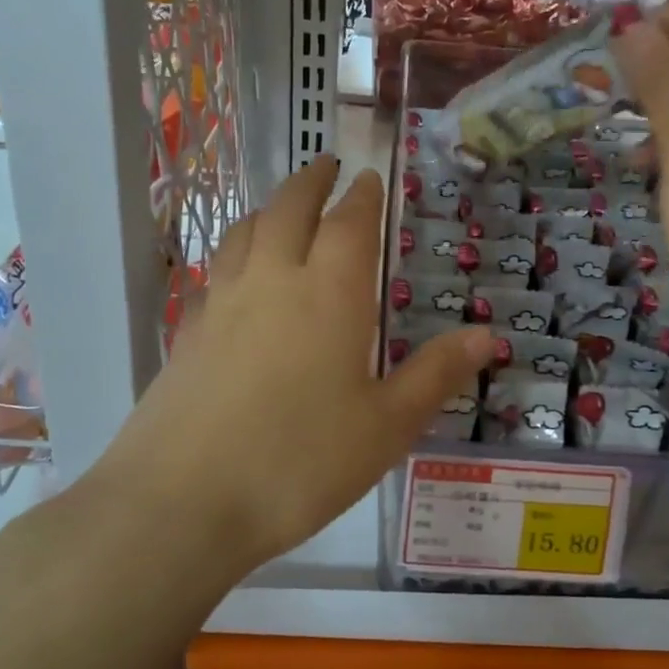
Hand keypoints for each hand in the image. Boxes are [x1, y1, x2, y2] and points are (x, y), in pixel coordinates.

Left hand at [96, 159, 493, 575]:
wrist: (182, 503)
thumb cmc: (300, 461)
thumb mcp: (386, 425)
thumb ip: (435, 374)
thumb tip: (486, 335)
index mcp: (329, 294)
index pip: (349, 225)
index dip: (362, 197)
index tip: (368, 176)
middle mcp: (273, 282)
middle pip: (289, 209)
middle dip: (312, 182)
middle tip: (327, 165)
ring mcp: (222, 305)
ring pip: (245, 233)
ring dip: (269, 209)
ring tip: (282, 207)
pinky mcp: (187, 334)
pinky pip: (217, 271)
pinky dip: (236, 252)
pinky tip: (238, 276)